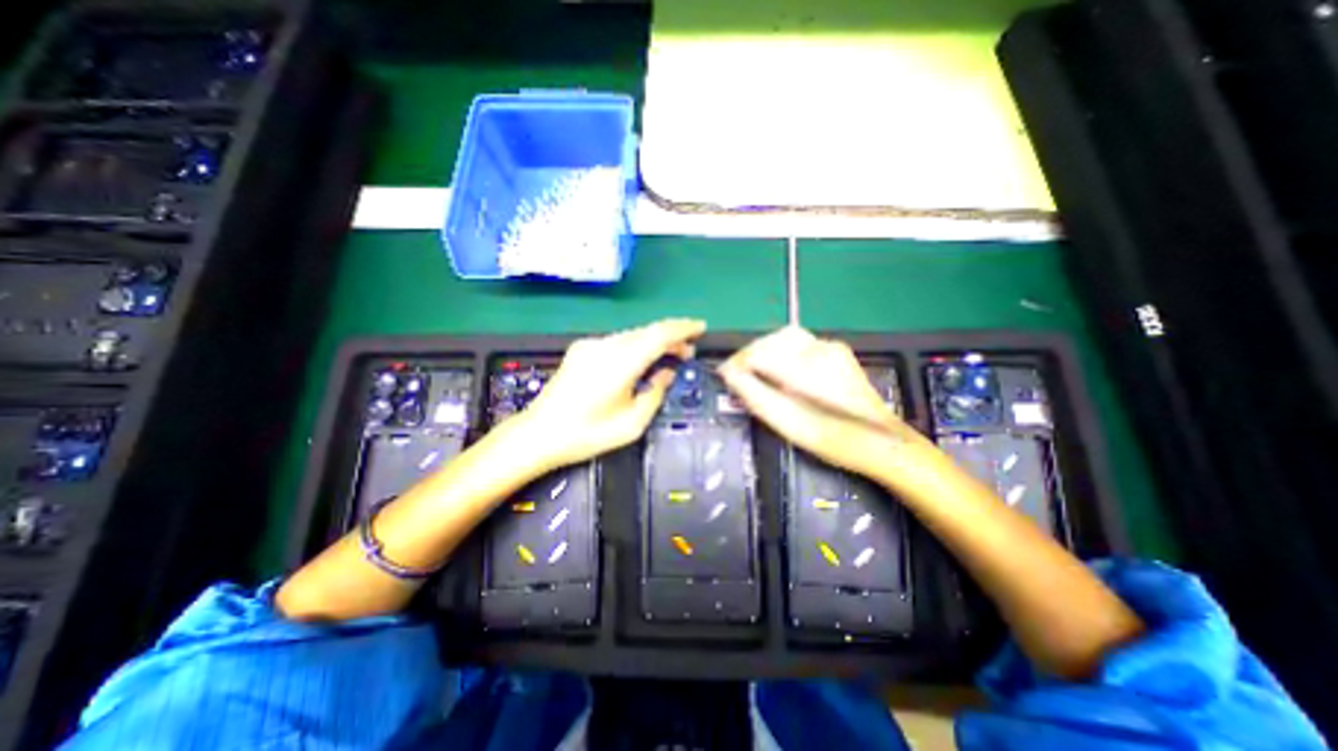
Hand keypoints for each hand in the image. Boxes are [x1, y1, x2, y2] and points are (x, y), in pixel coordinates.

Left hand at [513, 319, 702, 472]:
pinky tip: (641, 361)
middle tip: (688, 351)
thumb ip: (655, 393)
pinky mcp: (581, 349)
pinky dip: (636, 346)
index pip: (659, 334)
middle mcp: (605, 346)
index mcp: (620, 364)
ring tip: (669, 356)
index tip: (701, 328)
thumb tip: (667, 371)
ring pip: (632, 335)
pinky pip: (617, 341)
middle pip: (646, 331)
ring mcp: (590, 345)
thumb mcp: (632, 424)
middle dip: (672, 336)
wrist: (539, 434)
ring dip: (653, 341)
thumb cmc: (587, 434)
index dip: (683, 328)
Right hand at [722, 324, 938, 493]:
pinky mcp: (836, 351)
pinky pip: (799, 343)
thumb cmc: (834, 440)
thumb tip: (728, 374)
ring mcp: (831, 347)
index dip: (738, 363)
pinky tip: (777, 369)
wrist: (880, 442)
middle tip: (737, 374)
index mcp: (808, 369)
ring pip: (785, 337)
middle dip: (750, 353)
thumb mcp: (788, 424)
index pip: (760, 353)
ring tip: (753, 371)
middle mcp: (820, 349)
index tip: (724, 375)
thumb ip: (755, 396)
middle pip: (772, 339)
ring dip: (764, 350)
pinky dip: (780, 351)